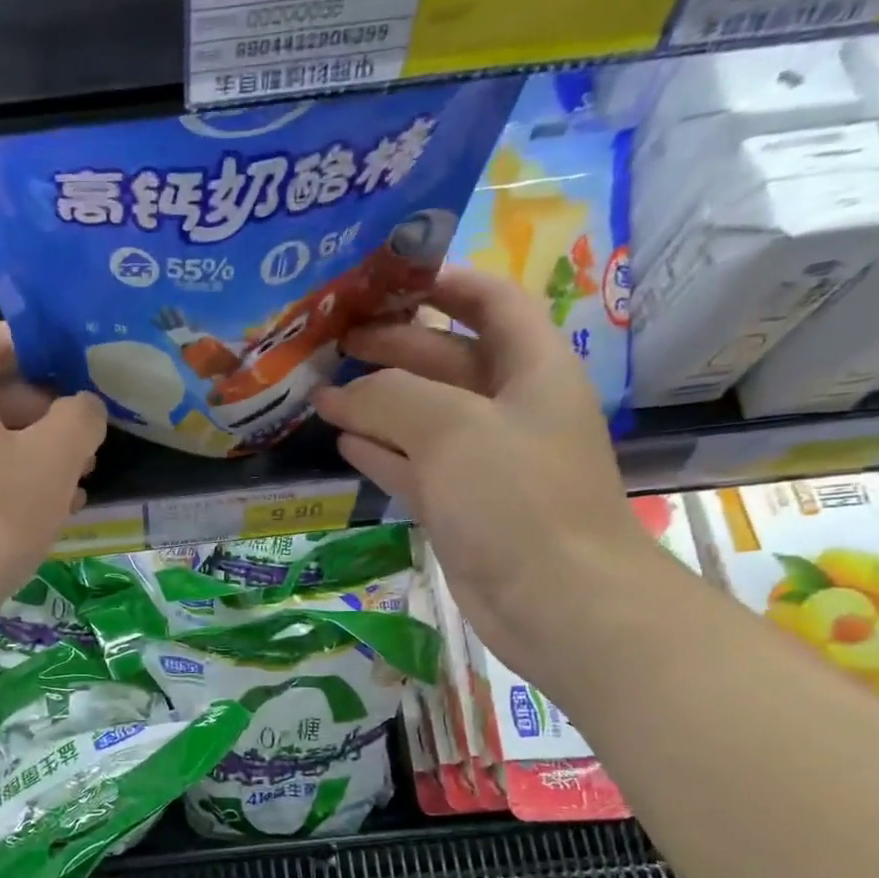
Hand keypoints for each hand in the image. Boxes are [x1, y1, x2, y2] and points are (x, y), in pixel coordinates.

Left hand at [0, 322, 106, 615]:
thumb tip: (83, 408)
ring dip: (29, 458)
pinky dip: (0, 485)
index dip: (43, 350)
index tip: (83, 377)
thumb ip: (80, 419)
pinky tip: (38, 518)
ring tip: (74, 490)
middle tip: (87, 449)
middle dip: (45, 418)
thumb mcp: (54, 459)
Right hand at [311, 267, 661, 682]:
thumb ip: (391, 398)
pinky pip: (414, 464)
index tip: (387, 277)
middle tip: (333, 341)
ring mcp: (483, 461)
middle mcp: (509, 408)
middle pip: (446, 359)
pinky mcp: (461, 505)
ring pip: (423, 415)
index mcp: (531, 369)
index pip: (492, 302)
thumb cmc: (516, 498)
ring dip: (377, 401)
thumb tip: (340, 394)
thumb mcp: (452, 430)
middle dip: (393, 345)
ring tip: (322, 390)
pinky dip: (380, 450)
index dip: (445, 281)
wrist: (556, 601)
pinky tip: (343, 439)